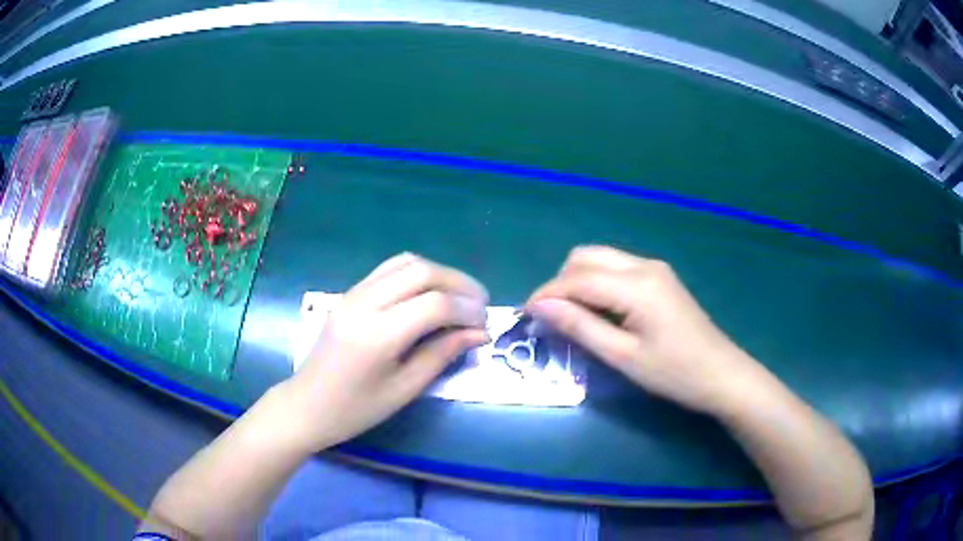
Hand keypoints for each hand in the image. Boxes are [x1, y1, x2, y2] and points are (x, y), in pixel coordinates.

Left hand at [284, 253, 489, 450]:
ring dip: (439, 273)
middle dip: (459, 283)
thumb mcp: (404, 389)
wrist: (307, 405)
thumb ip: (442, 354)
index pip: (434, 304)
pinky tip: (430, 293)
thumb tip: (480, 332)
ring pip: (406, 262)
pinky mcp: (350, 293)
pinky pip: (389, 269)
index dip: (467, 309)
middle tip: (480, 304)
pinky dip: (417, 273)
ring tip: (459, 296)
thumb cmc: (356, 409)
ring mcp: (353, 293)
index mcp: (377, 335)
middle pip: (422, 271)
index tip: (485, 323)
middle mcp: (364, 303)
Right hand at [525, 246, 762, 414]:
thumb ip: (580, 327)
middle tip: (551, 317)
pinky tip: (599, 311)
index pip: (577, 278)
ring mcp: (654, 269)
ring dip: (578, 281)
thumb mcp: (622, 356)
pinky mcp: (660, 278)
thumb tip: (540, 307)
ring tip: (571, 316)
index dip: (546, 294)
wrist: (721, 374)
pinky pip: (617, 268)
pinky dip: (598, 283)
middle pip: (586, 257)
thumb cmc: (673, 373)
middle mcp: (643, 265)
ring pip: (601, 259)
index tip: (525, 315)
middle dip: (561, 282)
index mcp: (636, 285)